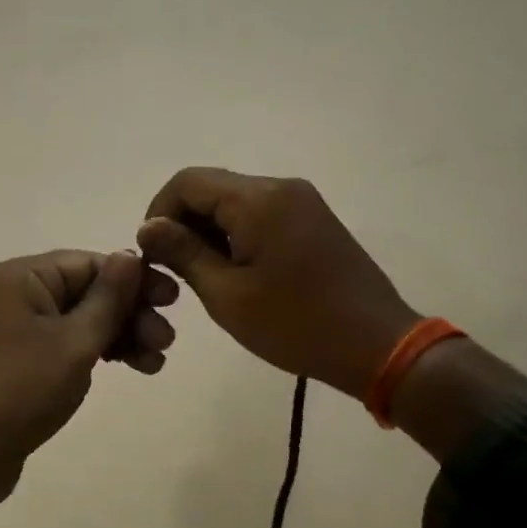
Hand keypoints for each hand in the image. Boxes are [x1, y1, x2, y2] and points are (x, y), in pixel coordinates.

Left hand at [0, 250, 178, 510]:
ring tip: (155, 363)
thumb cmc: (20, 389)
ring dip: (119, 336)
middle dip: (130, 313)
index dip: (133, 280)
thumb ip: (108, 298)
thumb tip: (130, 255)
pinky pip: (65, 344)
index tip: (172, 301)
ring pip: (79, 321)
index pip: (89, 263)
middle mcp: (14, 294)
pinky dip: (95, 354)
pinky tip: (127, 368)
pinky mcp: (18, 361)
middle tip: (166, 341)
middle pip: (86, 291)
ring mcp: (14, 329)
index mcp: (21, 277)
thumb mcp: (74, 342)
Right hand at [137, 167, 417, 398]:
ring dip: (209, 230)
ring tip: (205, 277)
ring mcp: (301, 201)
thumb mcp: (227, 295)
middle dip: (183, 223)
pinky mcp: (313, 219)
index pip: (187, 182)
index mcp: (258, 200)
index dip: (159, 213)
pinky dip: (236, 234)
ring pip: (234, 201)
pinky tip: (237, 272)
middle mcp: (280, 187)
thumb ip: (183, 253)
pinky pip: (260, 213)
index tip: (153, 256)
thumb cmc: (296, 324)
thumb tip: (148, 227)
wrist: (377, 345)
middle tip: (176, 272)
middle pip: (211, 187)